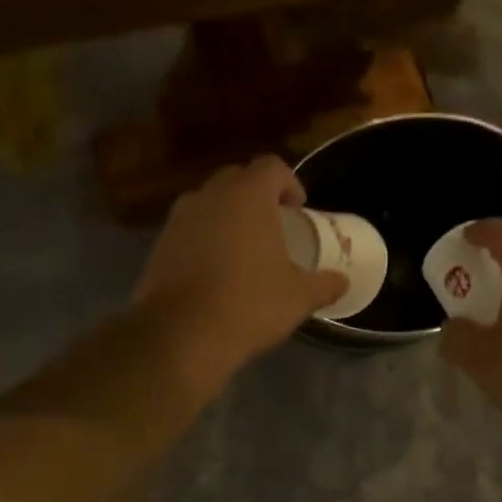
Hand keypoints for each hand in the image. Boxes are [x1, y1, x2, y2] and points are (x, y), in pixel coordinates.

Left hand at [133, 157, 345, 383]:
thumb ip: (324, 284)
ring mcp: (179, 218)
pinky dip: (204, 237)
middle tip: (273, 225)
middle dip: (257, 195)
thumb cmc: (249, 305)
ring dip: (228, 214)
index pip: (271, 166)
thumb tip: (341, 281)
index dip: (289, 183)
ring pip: (209, 201)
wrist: (180, 335)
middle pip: (238, 178)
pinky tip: (215, 269)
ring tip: (243, 247)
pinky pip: (189, 227)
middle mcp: (210, 196)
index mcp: (248, 196)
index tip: (298, 209)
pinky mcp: (159, 243)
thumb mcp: (298, 298)